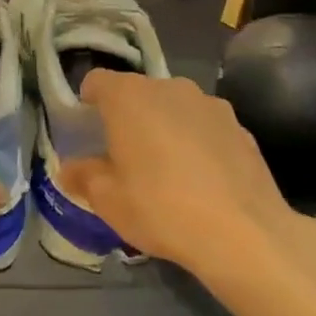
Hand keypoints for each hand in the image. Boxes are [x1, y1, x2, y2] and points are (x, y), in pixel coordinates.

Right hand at [64, 73, 315, 285]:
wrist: (244, 233)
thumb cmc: (160, 208)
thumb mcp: (107, 200)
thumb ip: (83, 176)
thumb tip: (71, 168)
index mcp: (129, 96)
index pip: (96, 81)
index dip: (87, 103)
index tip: (88, 132)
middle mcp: (170, 88)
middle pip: (138, 93)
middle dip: (128, 117)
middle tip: (124, 157)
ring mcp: (211, 104)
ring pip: (175, 108)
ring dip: (165, 128)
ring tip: (167, 171)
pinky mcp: (242, 127)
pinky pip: (205, 127)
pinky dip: (197, 144)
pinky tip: (202, 182)